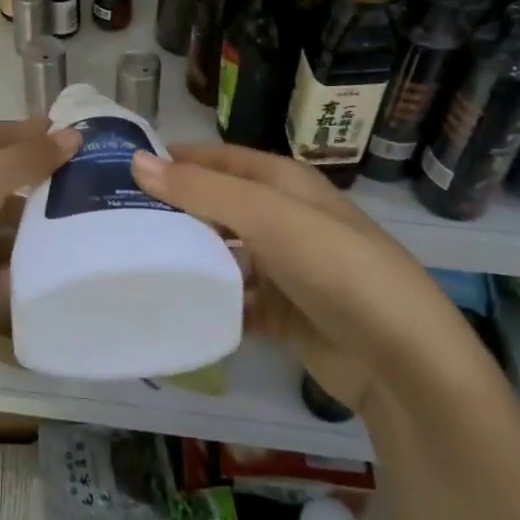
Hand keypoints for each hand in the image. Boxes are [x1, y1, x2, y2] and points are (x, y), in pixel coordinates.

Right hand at [130, 143, 453, 415]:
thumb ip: (202, 190)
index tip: (125, 168)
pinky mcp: (283, 314)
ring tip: (133, 264)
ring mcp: (284, 269)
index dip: (178, 159)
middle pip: (218, 207)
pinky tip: (173, 308)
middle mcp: (283, 219)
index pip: (220, 159)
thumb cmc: (334, 266)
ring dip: (189, 259)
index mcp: (284, 183)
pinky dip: (209, 303)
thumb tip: (137, 161)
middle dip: (175, 211)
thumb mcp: (267, 216)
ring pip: (223, 255)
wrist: (402, 360)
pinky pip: (234, 301)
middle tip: (118, 220)